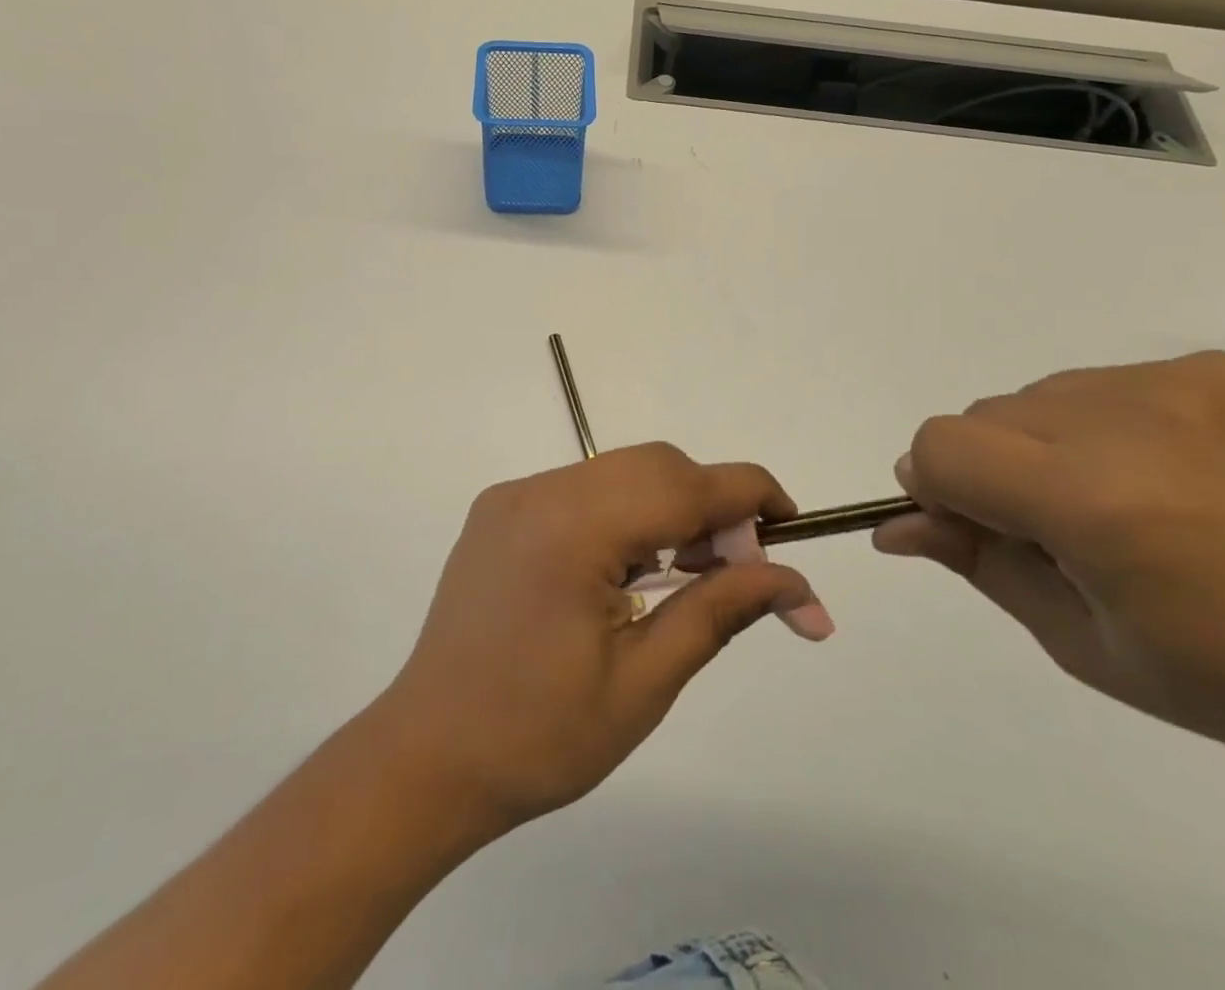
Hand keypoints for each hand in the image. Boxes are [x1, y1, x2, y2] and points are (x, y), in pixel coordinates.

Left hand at [377, 443, 827, 832]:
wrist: (426, 759)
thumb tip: (797, 585)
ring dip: (668, 507)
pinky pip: (582, 489)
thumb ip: (720, 611)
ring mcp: (513, 496)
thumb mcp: (644, 682)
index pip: (684, 484)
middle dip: (709, 504)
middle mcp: (539, 490)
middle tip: (736, 569)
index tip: (791, 523)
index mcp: (572, 527)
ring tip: (686, 575)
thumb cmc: (539, 738)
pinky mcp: (500, 511)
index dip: (748, 493)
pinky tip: (629, 570)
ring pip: (618, 471)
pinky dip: (624, 513)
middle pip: (653, 466)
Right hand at [876, 352, 1224, 792]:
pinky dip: (1107, 426)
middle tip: (1060, 530)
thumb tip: (897, 525)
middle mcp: (1121, 420)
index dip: (936, 486)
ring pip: (1039, 395)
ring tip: (1127, 502)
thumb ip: (981, 565)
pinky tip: (1176, 475)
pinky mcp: (1215, 367)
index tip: (974, 525)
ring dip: (1046, 444)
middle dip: (992, 469)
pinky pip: (1107, 383)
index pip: (940, 446)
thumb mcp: (1090, 645)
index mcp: (1088, 500)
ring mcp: (1173, 383)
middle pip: (982, 416)